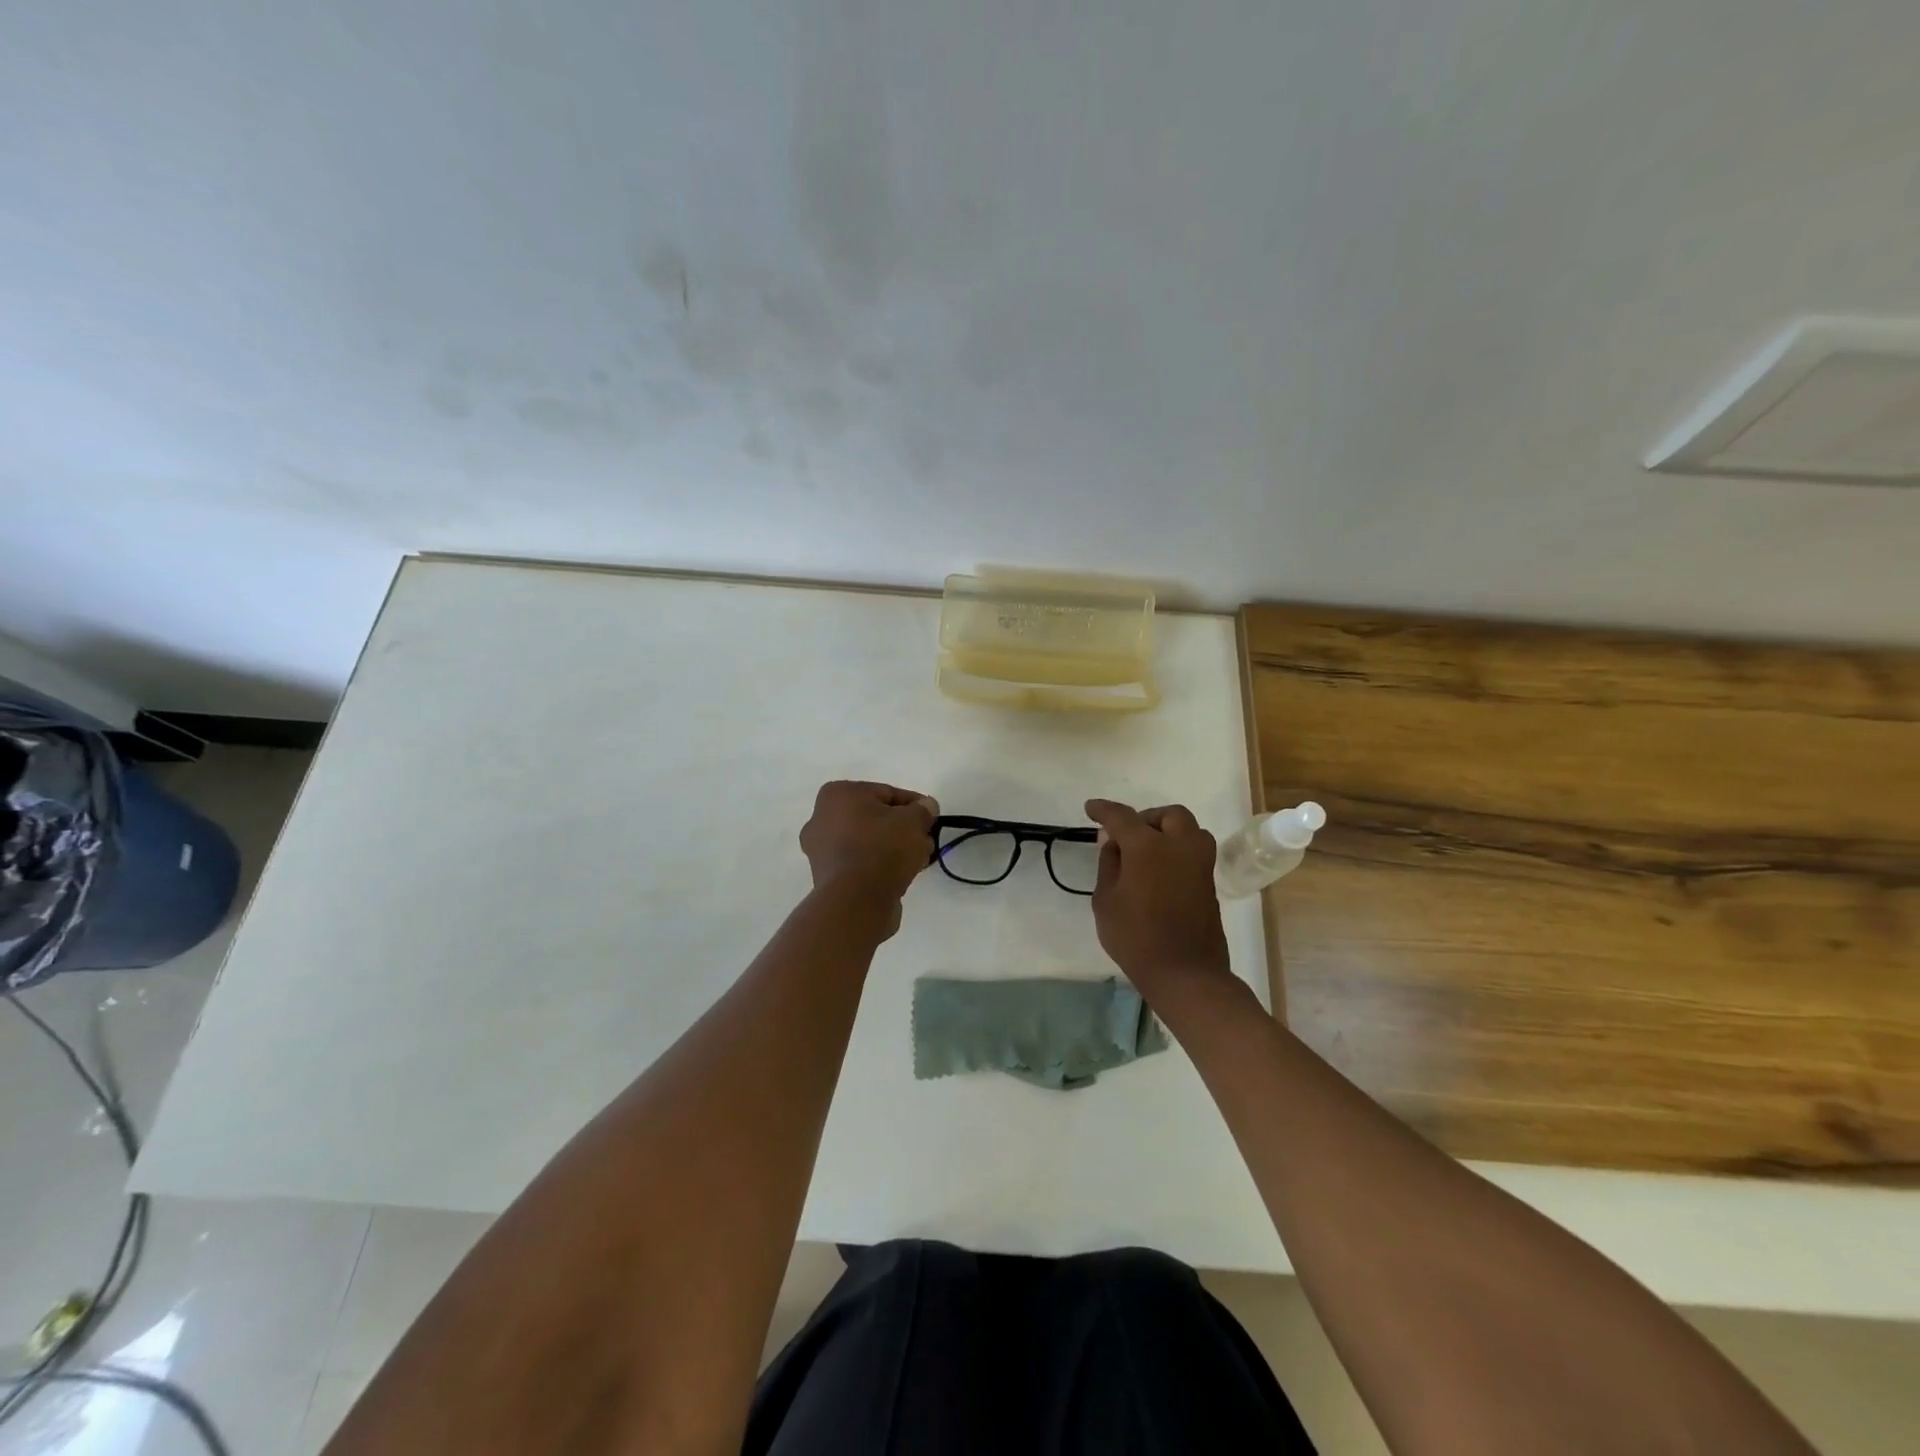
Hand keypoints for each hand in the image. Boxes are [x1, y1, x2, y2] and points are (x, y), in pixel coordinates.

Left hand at [800, 781, 938, 931]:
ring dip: (893, 848)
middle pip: (875, 818)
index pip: (886, 793)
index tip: (932, 819)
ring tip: (918, 861)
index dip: (914, 805)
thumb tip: (926, 806)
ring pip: (868, 842)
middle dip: (903, 829)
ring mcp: (820, 850)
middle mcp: (821, 818)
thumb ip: (923, 810)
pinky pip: (860, 863)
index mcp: (838, 794)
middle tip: (925, 840)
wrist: (857, 901)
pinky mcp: (826, 877)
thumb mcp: (913, 821)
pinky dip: (879, 866)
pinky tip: (901, 876)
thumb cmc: (882, 848)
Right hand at [1084, 799, 1231, 999]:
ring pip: (1188, 829)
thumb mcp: (1106, 900)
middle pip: (1167, 815)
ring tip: (1148, 850)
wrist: (1185, 973)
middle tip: (1126, 835)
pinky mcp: (1210, 882)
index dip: (1103, 810)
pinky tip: (1160, 869)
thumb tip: (1114, 843)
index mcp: (1148, 846)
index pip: (1122, 816)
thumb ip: (1109, 864)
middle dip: (1146, 818)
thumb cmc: (1136, 937)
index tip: (1091, 809)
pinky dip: (1177, 849)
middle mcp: (1179, 846)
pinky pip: (1194, 851)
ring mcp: (1200, 863)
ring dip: (1168, 830)